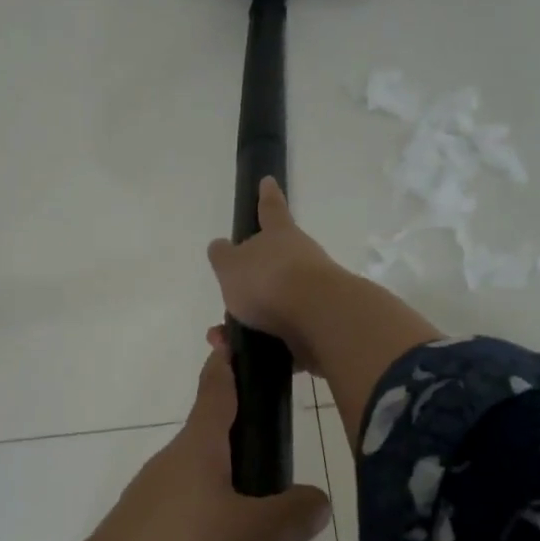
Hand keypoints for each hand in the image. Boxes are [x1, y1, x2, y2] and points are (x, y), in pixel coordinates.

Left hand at [81, 338, 330, 540]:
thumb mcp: (259, 535)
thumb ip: (296, 514)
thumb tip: (314, 501)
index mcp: (198, 449)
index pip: (217, 390)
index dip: (229, 364)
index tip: (231, 339)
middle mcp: (174, 474)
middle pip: (227, 462)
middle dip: (264, 484)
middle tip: (298, 506)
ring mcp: (156, 515)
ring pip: (222, 521)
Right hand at [206, 177, 346, 374]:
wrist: (319, 319)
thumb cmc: (269, 281)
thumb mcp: (231, 266)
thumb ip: (223, 256)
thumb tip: (220, 247)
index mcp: (280, 236)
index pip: (270, 209)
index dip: (266, 197)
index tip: (268, 182)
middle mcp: (301, 259)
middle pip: (273, 265)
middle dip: (248, 283)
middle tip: (228, 298)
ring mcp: (314, 293)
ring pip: (274, 306)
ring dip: (247, 323)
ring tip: (223, 340)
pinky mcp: (319, 326)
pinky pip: (282, 336)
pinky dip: (261, 346)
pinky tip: (241, 358)